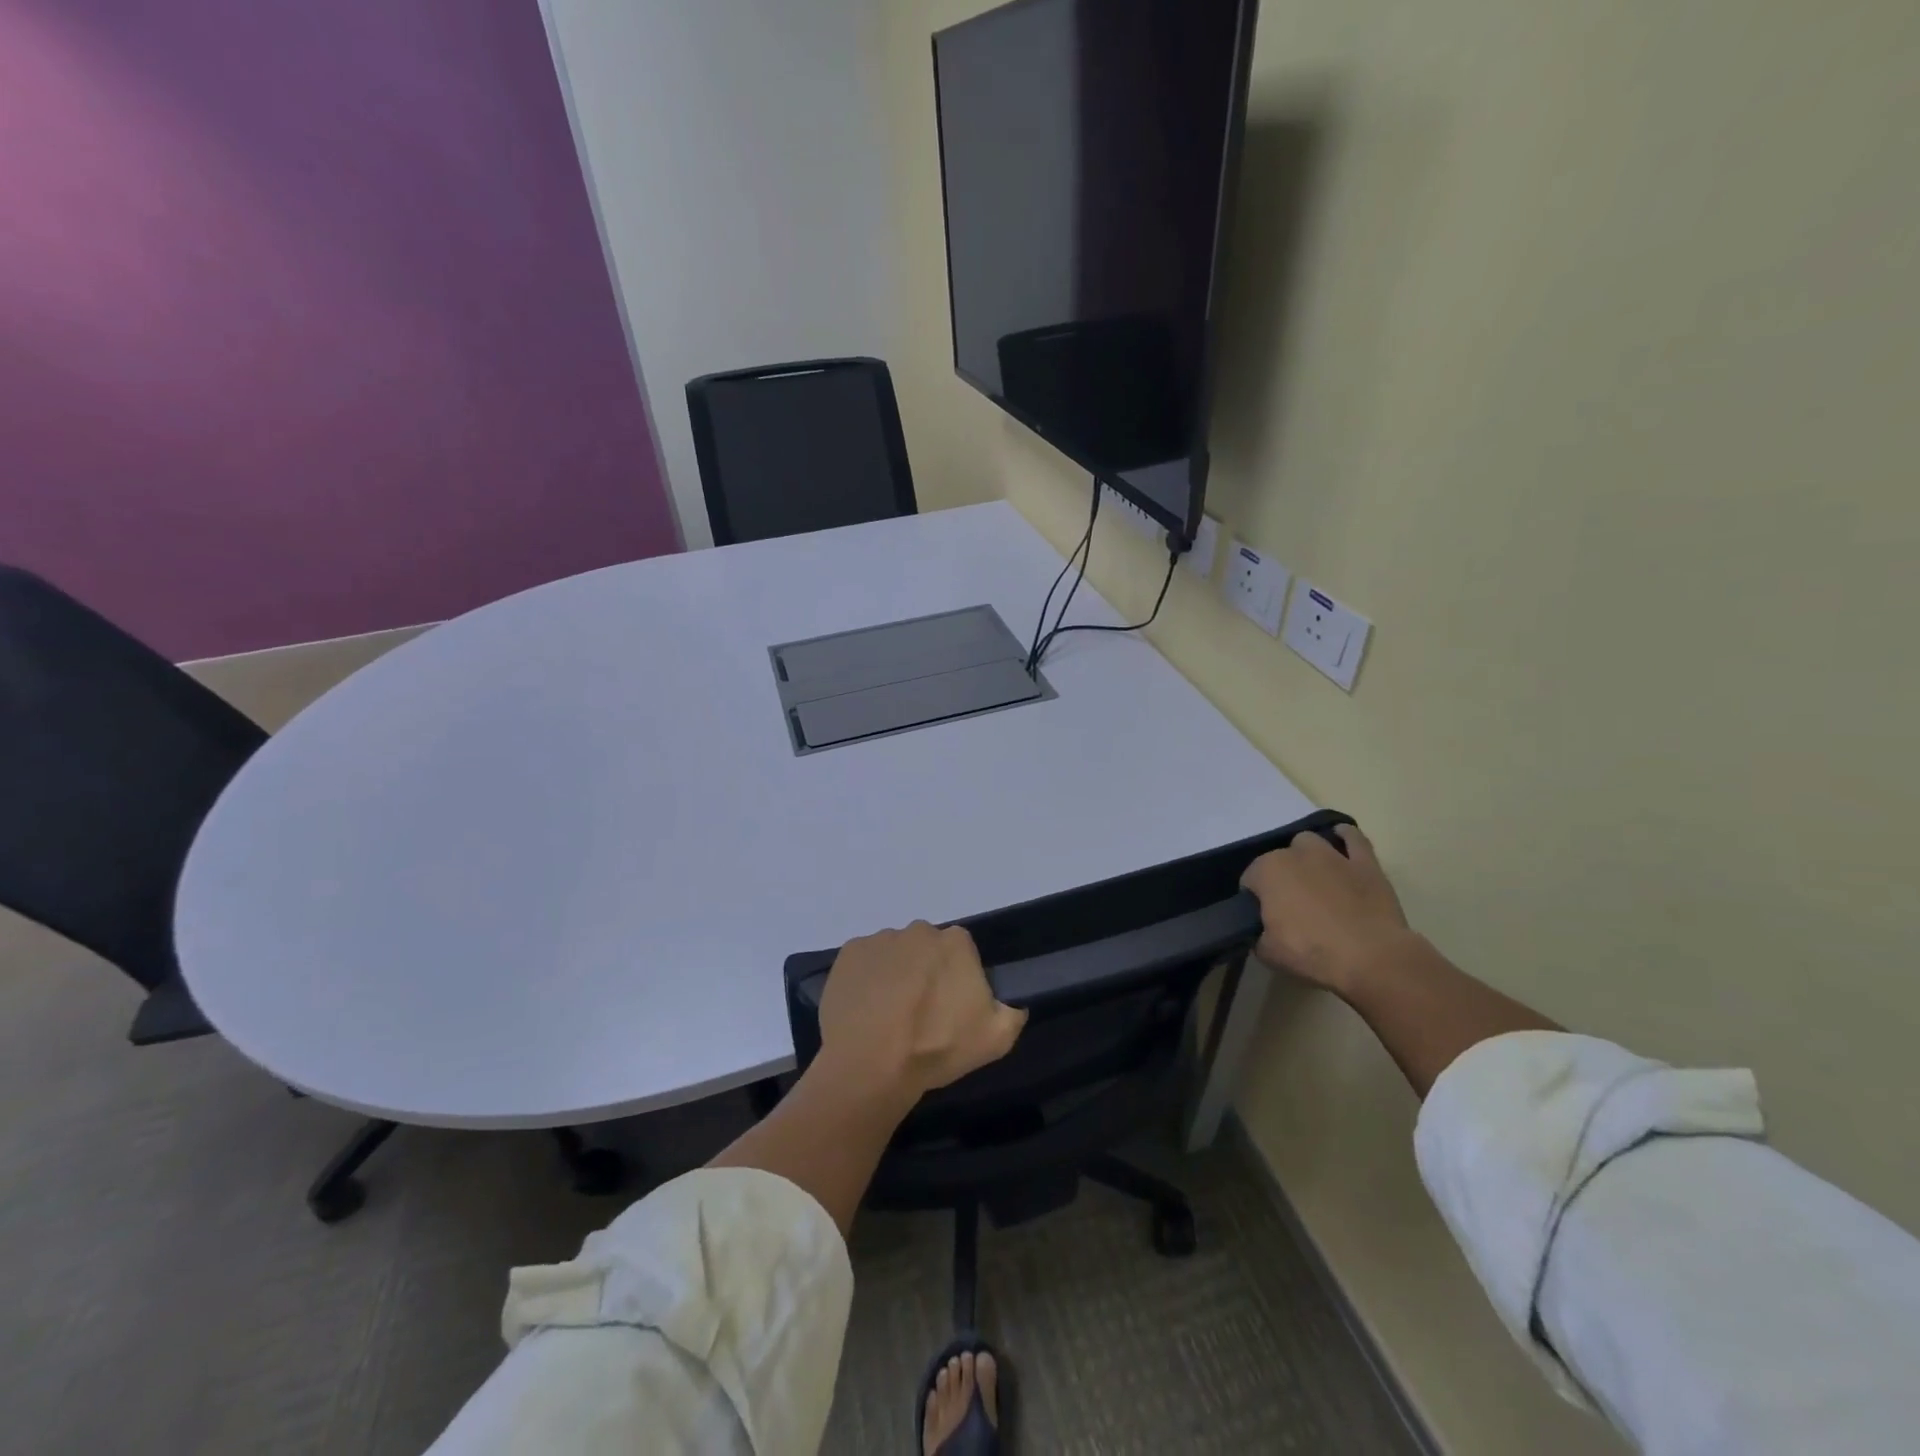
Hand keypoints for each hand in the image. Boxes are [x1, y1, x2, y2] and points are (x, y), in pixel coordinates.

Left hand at [817, 921, 1027, 1104]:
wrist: (870, 1064)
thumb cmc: (936, 1047)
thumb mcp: (996, 1039)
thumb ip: (1012, 1014)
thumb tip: (1012, 1005)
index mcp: (955, 942)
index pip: (962, 952)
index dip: (958, 979)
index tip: (951, 1008)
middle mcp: (918, 931)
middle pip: (926, 949)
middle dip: (926, 973)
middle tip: (920, 1014)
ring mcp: (880, 939)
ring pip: (894, 954)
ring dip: (895, 975)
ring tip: (888, 1016)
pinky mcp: (849, 954)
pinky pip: (864, 962)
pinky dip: (866, 980)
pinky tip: (865, 1010)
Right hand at [1240, 826, 1412, 993]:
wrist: (1371, 957)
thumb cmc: (1311, 952)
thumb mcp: (1267, 951)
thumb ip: (1257, 933)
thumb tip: (1262, 930)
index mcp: (1267, 871)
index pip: (1250, 881)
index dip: (1255, 900)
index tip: (1265, 920)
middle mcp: (1295, 854)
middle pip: (1278, 860)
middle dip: (1281, 878)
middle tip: (1291, 908)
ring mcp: (1332, 855)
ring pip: (1310, 843)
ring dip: (1306, 856)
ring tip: (1313, 880)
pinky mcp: (1365, 863)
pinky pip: (1353, 838)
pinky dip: (1344, 837)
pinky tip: (1340, 839)